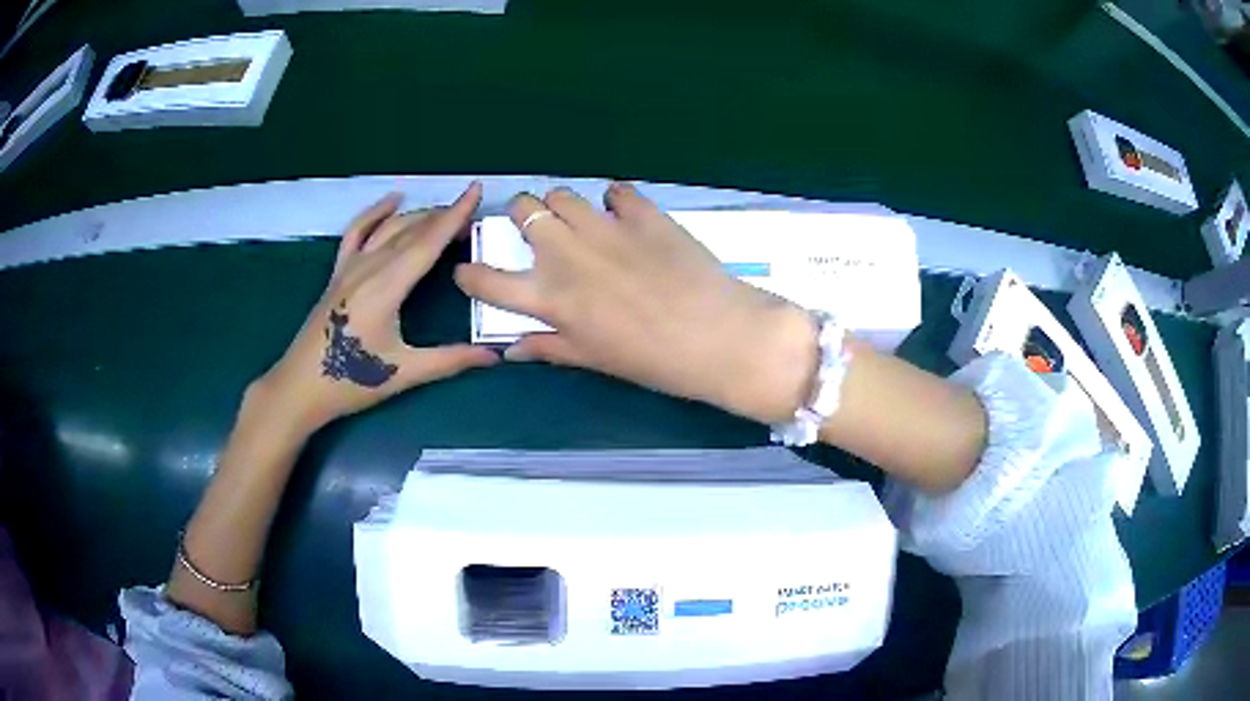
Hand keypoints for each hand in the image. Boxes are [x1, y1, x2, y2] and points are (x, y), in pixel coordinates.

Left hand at [255, 182, 497, 437]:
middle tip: (473, 218)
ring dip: (418, 216)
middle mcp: (369, 267)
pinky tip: (392, 202)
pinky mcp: (337, 273)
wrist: (300, 387)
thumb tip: (496, 356)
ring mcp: (349, 267)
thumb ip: (450, 360)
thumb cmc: (351, 382)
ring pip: (388, 228)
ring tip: (443, 213)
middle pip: (411, 230)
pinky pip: (357, 232)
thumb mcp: (404, 373)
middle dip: (443, 217)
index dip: (455, 215)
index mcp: (386, 287)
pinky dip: (375, 212)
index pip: (428, 242)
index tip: (476, 190)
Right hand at [455, 183, 816, 423]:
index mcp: (551, 298)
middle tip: (538, 231)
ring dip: (562, 206)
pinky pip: (614, 190)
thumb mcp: (595, 360)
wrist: (718, 336)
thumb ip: (550, 347)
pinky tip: (624, 216)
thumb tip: (513, 350)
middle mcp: (567, 254)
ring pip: (562, 194)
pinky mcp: (643, 213)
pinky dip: (613, 200)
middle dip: (522, 216)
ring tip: (580, 223)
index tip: (470, 271)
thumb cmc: (653, 360)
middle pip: (522, 210)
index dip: (471, 274)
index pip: (488, 281)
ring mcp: (605, 228)